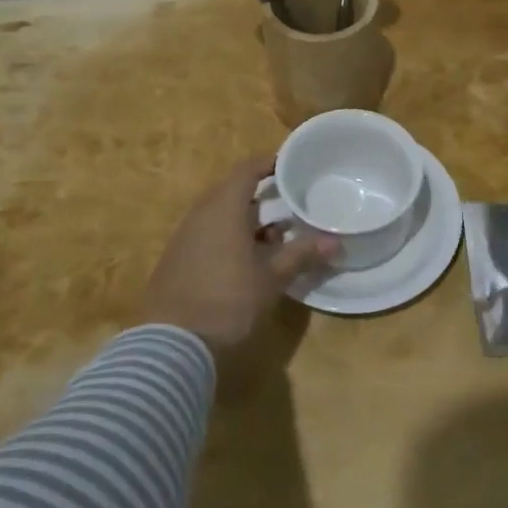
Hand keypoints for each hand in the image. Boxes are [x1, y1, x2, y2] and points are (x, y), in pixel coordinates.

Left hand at [138, 156, 335, 365]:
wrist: (172, 344)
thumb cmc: (228, 300)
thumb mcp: (272, 278)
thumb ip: (302, 255)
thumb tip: (335, 241)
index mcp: (222, 209)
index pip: (246, 171)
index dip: (267, 163)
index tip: (289, 163)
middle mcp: (199, 216)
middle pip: (231, 192)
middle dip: (260, 196)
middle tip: (289, 202)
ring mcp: (184, 239)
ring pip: (219, 216)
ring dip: (246, 221)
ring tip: (275, 237)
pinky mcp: (176, 261)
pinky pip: (208, 236)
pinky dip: (230, 238)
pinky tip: (247, 261)